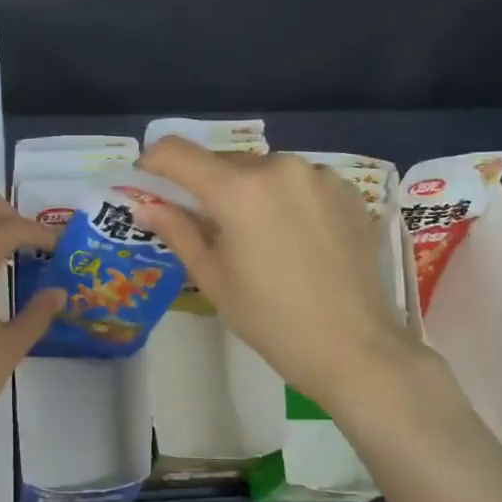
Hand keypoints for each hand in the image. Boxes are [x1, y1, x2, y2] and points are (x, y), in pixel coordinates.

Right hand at [133, 138, 426, 406]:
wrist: (355, 348)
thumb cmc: (271, 319)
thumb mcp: (213, 277)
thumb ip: (178, 231)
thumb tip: (146, 207)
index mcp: (239, 191)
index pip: (177, 153)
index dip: (154, 163)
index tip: (149, 183)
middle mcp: (279, 168)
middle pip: (223, 161)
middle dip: (205, 186)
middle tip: (206, 226)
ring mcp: (319, 176)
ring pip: (263, 170)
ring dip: (248, 191)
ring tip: (258, 237)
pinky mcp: (347, 190)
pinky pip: (299, 182)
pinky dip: (284, 198)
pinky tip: (295, 238)